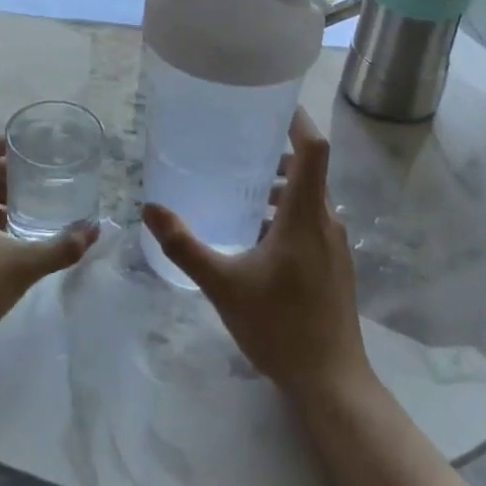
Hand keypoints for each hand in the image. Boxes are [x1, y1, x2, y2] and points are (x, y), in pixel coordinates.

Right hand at [143, 107, 371, 404]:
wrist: (332, 384)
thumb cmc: (280, 327)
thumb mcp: (223, 284)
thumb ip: (185, 245)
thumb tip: (150, 208)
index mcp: (306, 215)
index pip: (313, 149)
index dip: (297, 119)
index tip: (272, 101)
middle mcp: (327, 222)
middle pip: (309, 170)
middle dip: (277, 153)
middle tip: (238, 145)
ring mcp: (335, 246)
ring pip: (310, 198)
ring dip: (281, 187)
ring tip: (241, 189)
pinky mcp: (335, 266)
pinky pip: (312, 222)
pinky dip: (287, 213)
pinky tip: (256, 235)